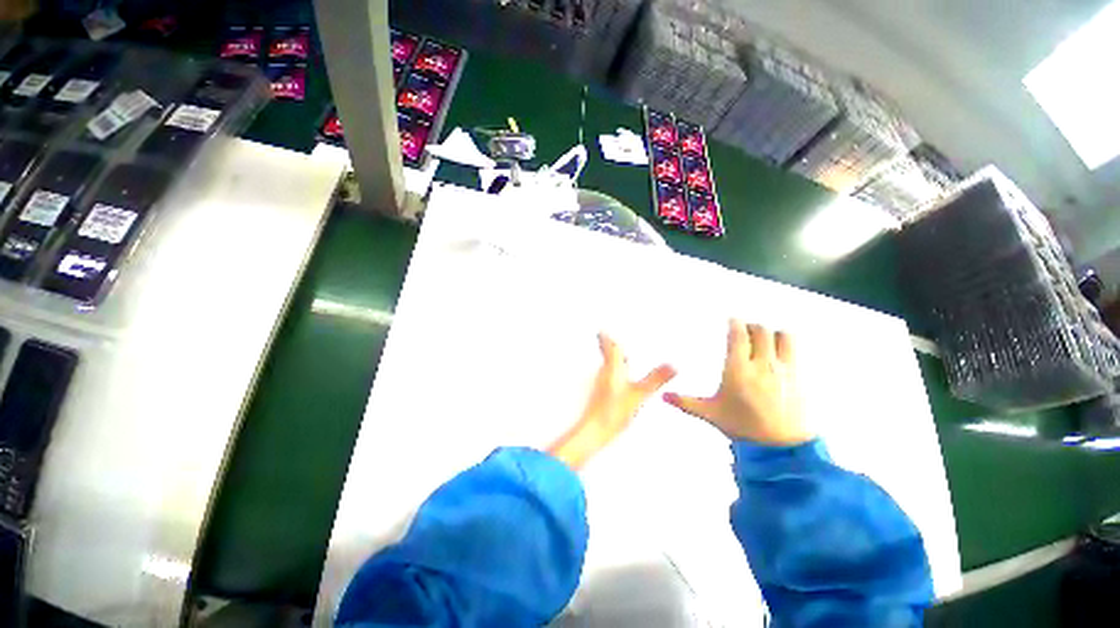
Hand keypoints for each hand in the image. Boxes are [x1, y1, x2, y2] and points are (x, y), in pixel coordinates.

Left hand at [548, 333, 675, 469]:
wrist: (594, 431)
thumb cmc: (614, 410)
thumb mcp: (639, 394)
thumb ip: (656, 379)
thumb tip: (673, 365)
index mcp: (612, 367)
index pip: (607, 346)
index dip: (605, 336)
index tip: (602, 328)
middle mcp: (604, 372)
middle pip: (608, 355)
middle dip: (611, 346)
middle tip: (616, 338)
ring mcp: (602, 384)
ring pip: (609, 366)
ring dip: (616, 359)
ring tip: (625, 356)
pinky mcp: (602, 395)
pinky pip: (611, 377)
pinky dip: (618, 372)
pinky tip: (626, 380)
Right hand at [664, 319, 812, 445]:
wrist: (782, 447)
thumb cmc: (744, 427)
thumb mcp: (711, 414)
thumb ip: (686, 402)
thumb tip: (663, 397)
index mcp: (738, 370)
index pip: (738, 335)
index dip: (735, 323)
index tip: (731, 320)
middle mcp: (762, 364)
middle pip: (760, 331)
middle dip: (751, 326)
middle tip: (743, 331)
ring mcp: (784, 368)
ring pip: (781, 335)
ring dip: (771, 333)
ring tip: (762, 340)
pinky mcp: (799, 376)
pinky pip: (794, 349)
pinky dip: (785, 344)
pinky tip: (777, 353)